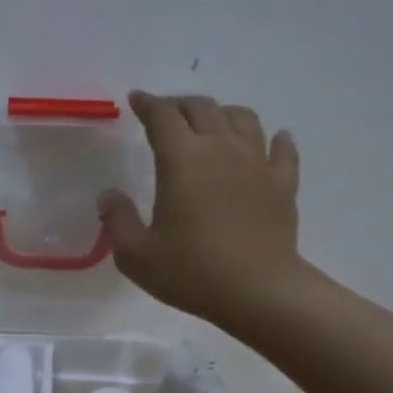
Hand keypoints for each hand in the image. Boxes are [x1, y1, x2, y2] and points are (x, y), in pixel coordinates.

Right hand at [97, 91, 303, 329]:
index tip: (136, 100)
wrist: (258, 292)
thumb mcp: (136, 255)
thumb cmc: (191, 273)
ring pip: (242, 118)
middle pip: (202, 107)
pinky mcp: (283, 184)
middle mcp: (221, 148)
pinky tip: (273, 140)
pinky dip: (274, 140)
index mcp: (182, 159)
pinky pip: (281, 150)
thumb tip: (109, 195)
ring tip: (212, 124)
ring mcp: (257, 163)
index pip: (161, 116)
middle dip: (180, 105)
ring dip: (222, 114)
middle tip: (167, 115)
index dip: (147, 104)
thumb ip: (117, 220)